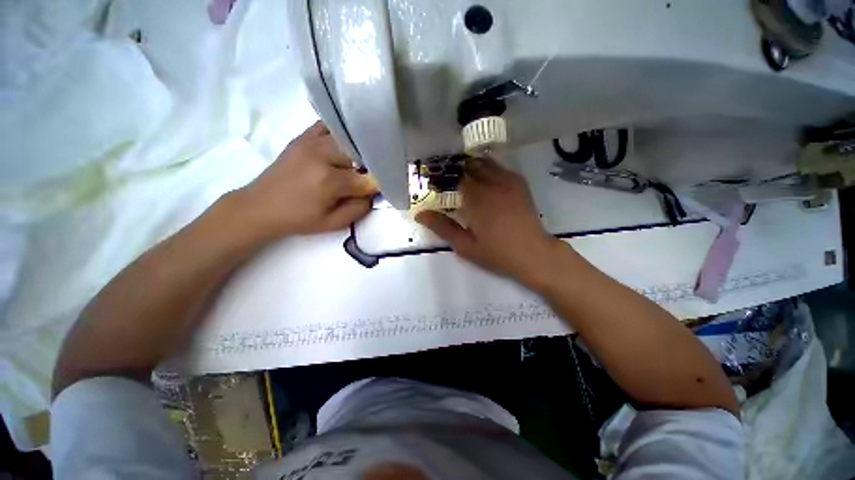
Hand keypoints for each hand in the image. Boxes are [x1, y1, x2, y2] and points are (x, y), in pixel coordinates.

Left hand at [234, 122, 378, 238]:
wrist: (260, 206)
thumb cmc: (299, 219)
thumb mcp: (333, 224)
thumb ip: (359, 209)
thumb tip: (372, 193)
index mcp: (329, 181)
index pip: (367, 179)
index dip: (378, 185)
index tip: (383, 189)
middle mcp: (322, 155)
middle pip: (360, 154)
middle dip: (370, 167)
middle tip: (371, 176)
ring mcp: (311, 142)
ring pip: (347, 139)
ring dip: (358, 150)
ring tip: (361, 161)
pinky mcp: (303, 137)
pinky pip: (327, 126)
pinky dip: (340, 133)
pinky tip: (344, 144)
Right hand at [416, 157, 564, 284]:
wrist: (533, 254)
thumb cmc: (496, 253)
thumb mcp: (465, 245)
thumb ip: (442, 227)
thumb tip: (420, 214)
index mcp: (476, 198)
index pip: (454, 178)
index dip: (443, 179)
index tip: (435, 186)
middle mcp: (492, 183)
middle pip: (469, 166)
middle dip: (456, 171)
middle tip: (449, 184)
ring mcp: (508, 181)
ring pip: (485, 163)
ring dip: (472, 168)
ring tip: (465, 181)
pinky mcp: (519, 183)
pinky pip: (499, 168)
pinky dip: (488, 169)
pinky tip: (485, 182)